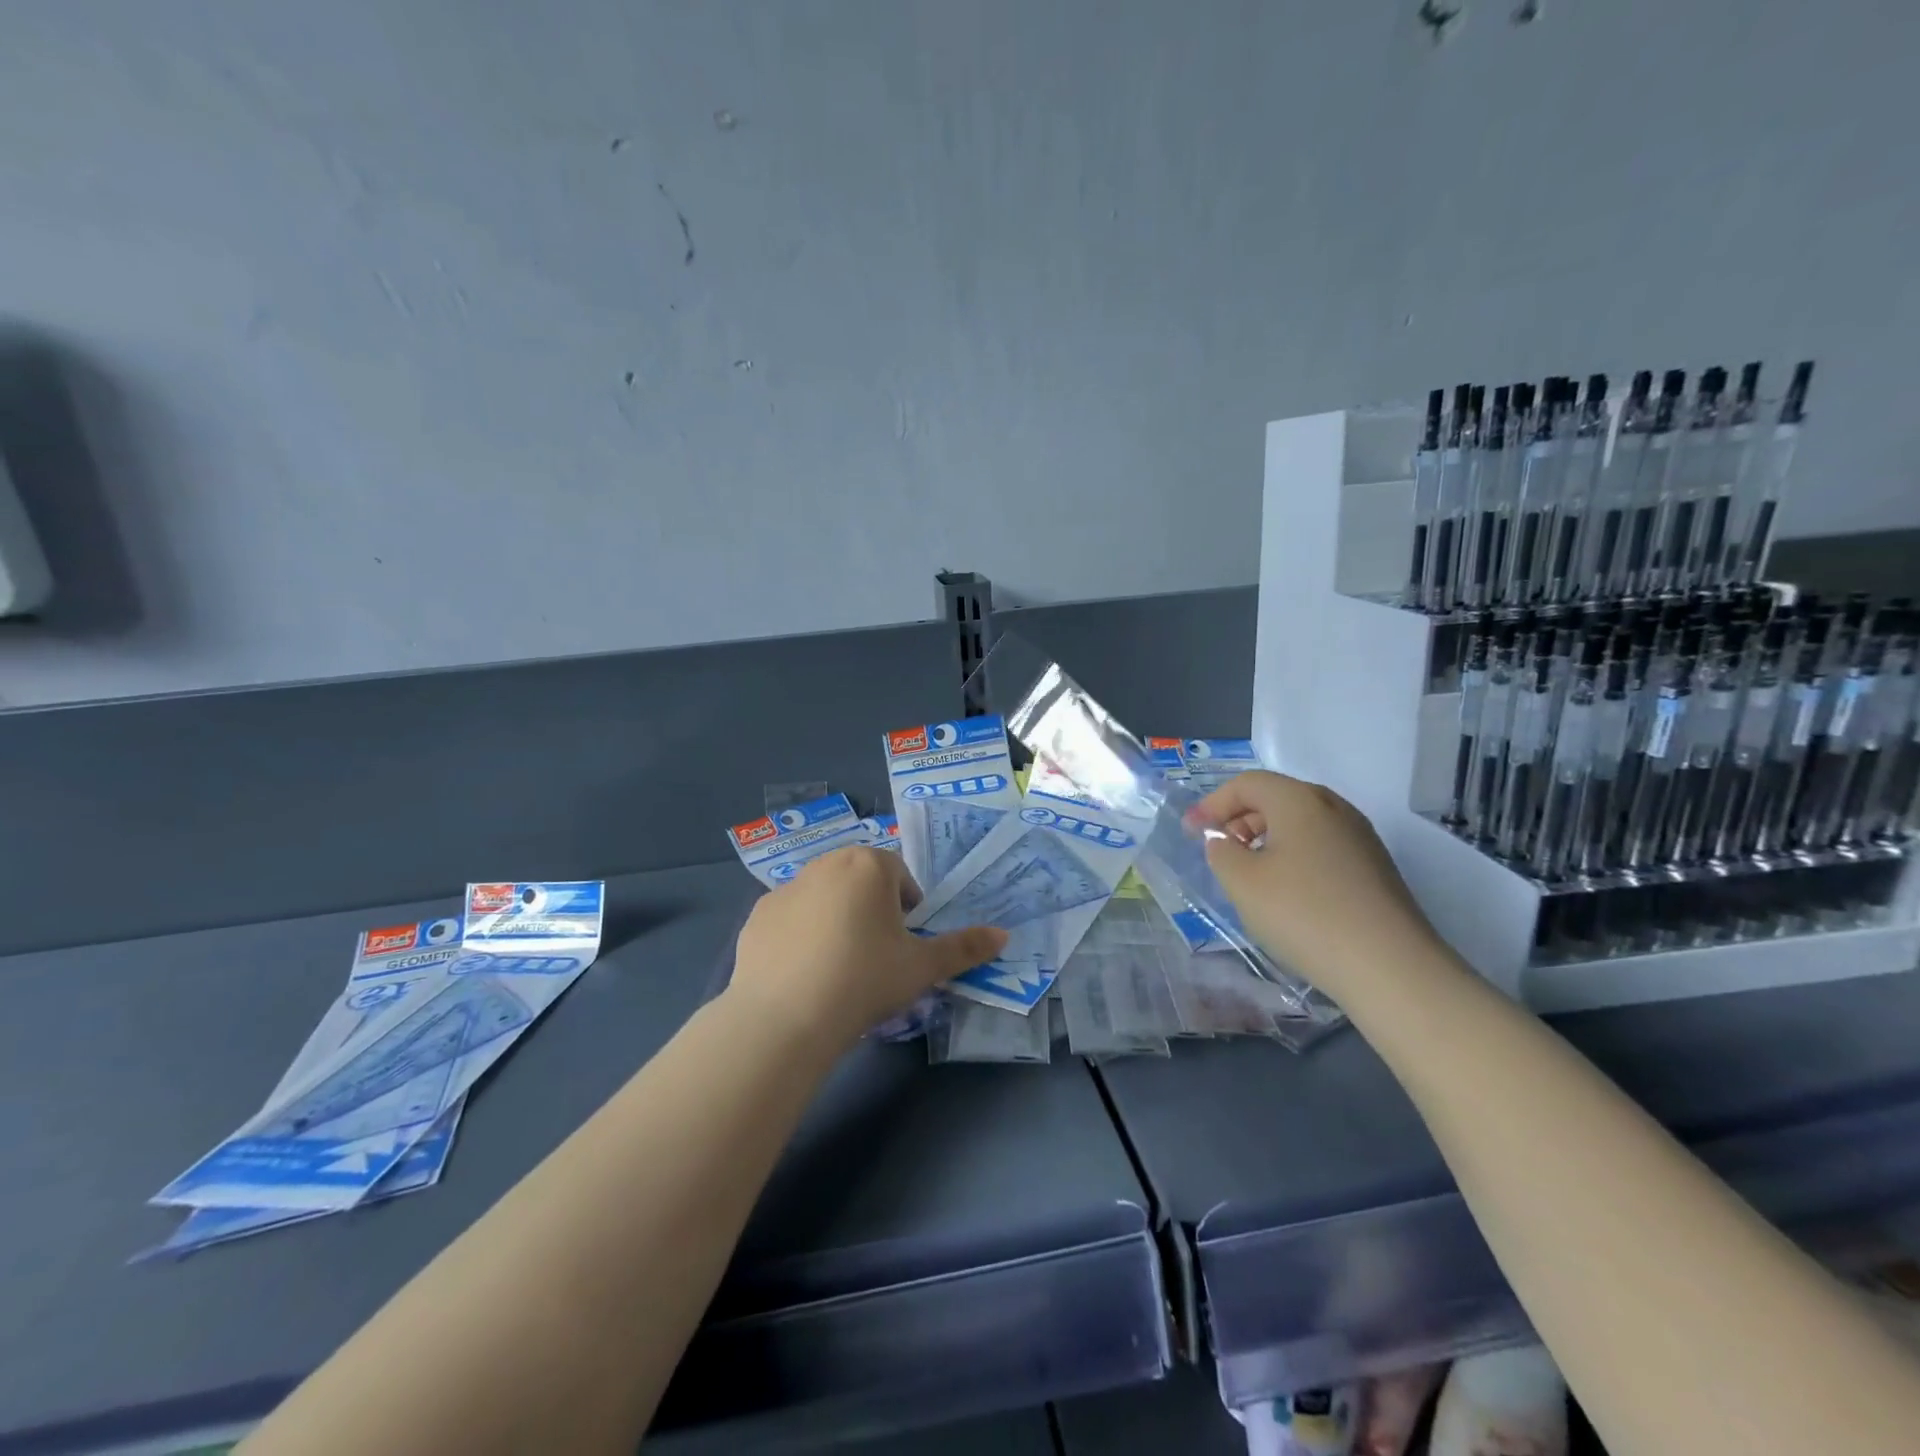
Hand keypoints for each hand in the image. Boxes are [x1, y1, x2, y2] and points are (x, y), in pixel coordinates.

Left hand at [727, 847, 1007, 1049]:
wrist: (785, 1018)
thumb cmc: (865, 980)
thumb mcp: (922, 968)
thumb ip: (964, 948)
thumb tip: (1003, 935)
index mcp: (869, 865)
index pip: (900, 876)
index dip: (908, 911)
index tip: (904, 947)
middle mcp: (826, 863)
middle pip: (861, 881)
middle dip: (872, 910)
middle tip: (875, 956)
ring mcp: (786, 888)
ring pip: (824, 897)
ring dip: (836, 919)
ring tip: (838, 968)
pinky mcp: (757, 916)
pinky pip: (790, 920)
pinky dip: (800, 937)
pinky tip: (803, 975)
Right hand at [1188, 771, 1443, 1001]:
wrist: (1389, 967)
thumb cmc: (1303, 913)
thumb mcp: (1242, 882)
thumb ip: (1221, 851)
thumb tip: (1224, 840)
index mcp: (1299, 800)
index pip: (1246, 784)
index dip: (1212, 804)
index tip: (1191, 833)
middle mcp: (1334, 807)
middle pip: (1276, 798)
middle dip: (1238, 819)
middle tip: (1218, 851)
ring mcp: (1360, 837)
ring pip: (1300, 823)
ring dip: (1266, 838)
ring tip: (1248, 874)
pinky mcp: (1375, 867)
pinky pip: (1321, 845)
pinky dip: (1293, 856)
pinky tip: (1287, 892)